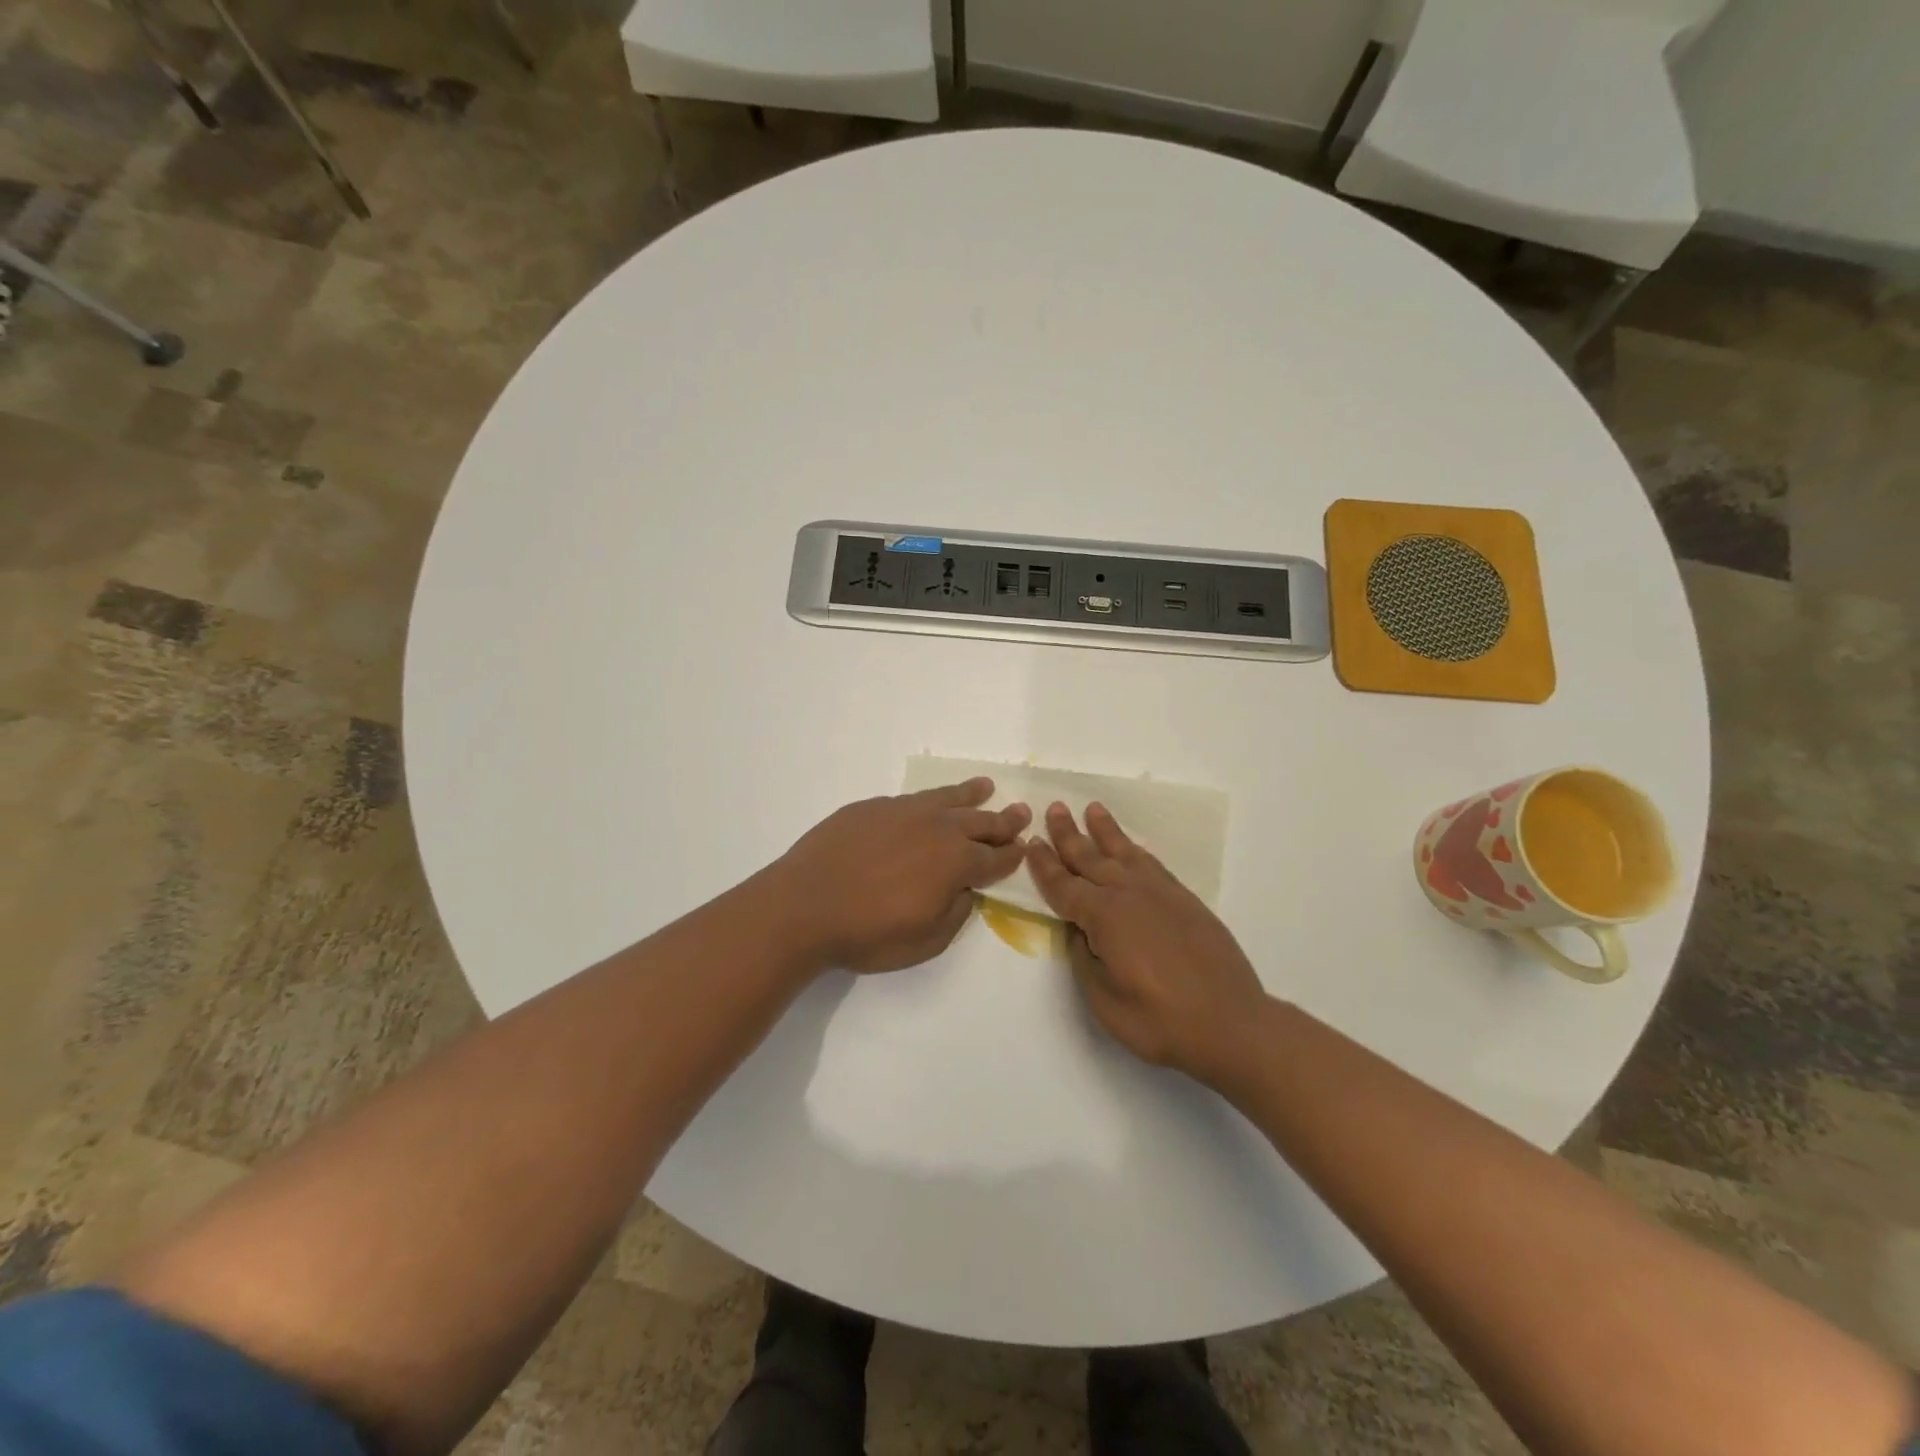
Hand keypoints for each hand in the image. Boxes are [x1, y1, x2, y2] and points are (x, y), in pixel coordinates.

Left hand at [772, 778, 1030, 974]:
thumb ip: (956, 912)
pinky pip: (914, 798)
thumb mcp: (927, 940)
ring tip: (986, 787)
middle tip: (1021, 812)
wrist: (804, 905)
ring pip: (948, 799)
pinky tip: (932, 801)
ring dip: (971, 795)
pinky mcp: (873, 807)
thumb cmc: (868, 933)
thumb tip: (965, 890)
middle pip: (980, 822)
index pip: (995, 858)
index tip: (1024, 847)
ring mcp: (904, 812)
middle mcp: (938, 829)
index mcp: (956, 863)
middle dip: (1004, 820)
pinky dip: (933, 797)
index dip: (1012, 855)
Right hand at [1027, 801, 1268, 1086]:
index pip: (1064, 886)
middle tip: (1055, 808)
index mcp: (1104, 916)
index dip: (1045, 865)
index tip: (1031, 843)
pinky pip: (1151, 863)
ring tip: (1092, 809)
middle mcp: (1129, 893)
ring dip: (1105, 831)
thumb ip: (1084, 959)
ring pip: (1124, 852)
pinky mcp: (1185, 900)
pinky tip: (1130, 848)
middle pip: (1091, 858)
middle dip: (1069, 835)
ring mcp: (1161, 893)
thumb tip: (1080, 932)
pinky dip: (1135, 850)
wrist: (1231, 1024)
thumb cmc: (1159, 1020)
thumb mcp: (1103, 1000)